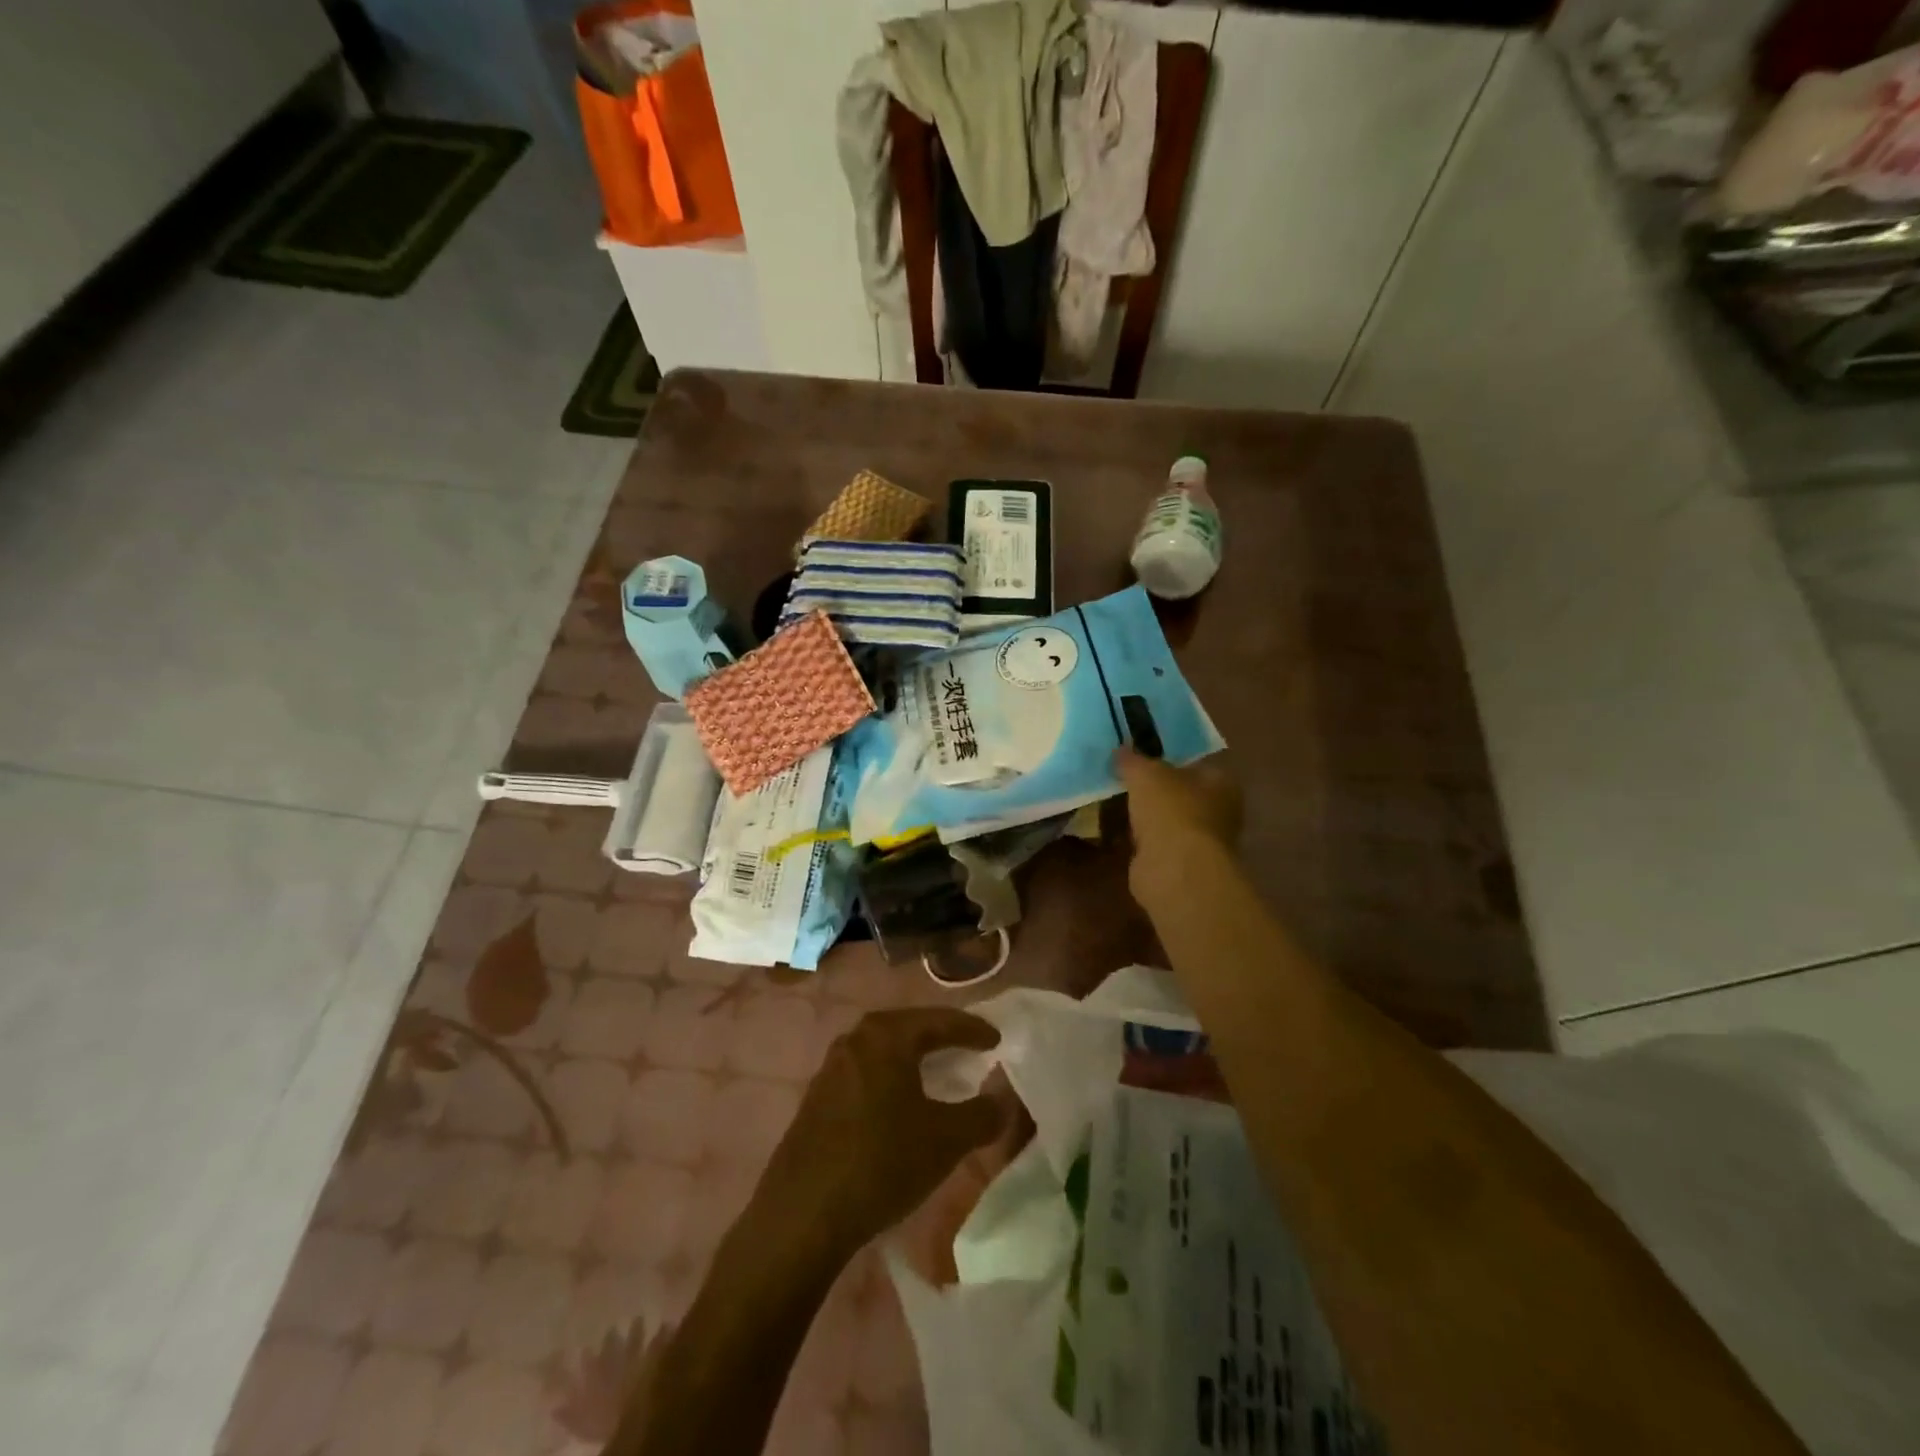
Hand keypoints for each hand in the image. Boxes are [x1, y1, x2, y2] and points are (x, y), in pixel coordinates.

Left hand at [757, 1007, 1005, 1259]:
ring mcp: (832, 1067)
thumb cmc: (882, 1162)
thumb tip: (1004, 1100)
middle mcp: (856, 1039)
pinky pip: (867, 1072)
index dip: (973, 1030)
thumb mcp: (946, 1140)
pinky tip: (901, 1102)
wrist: (802, 1214)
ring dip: (914, 1057)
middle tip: (970, 1047)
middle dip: (942, 1036)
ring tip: (939, 1071)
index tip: (997, 1040)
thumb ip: (982, 1115)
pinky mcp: (817, 1097)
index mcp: (887, 1035)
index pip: (940, 1021)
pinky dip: (892, 1077)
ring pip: (885, 1050)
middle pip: (909, 1028)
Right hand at [1115, 748, 1242, 898]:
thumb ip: (1133, 760)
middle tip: (1126, 782)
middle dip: (1158, 792)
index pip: (1197, 765)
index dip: (1171, 760)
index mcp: (1222, 784)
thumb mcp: (1145, 773)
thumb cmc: (1171, 810)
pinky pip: (1158, 846)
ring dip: (1149, 818)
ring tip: (1118, 806)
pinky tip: (1122, 835)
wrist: (1174, 869)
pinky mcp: (1182, 866)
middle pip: (1183, 795)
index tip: (1143, 759)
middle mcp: (1219, 813)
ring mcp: (1201, 843)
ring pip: (1169, 822)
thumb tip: (1121, 750)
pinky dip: (1143, 842)